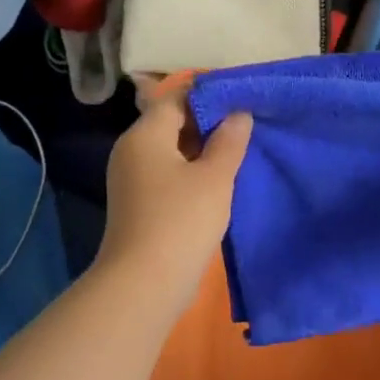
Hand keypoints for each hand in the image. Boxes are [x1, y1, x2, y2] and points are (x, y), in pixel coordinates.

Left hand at [96, 89, 251, 311]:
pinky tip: (219, 182)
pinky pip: (168, 174)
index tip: (243, 100)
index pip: (176, 98)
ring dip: (203, 150)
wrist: (144, 283)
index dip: (210, 96)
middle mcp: (132, 151)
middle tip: (247, 126)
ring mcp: (132, 179)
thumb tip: (239, 113)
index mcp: (144, 135)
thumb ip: (229, 140)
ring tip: (239, 152)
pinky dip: (192, 172)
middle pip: (172, 123)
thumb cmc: (181, 220)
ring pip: (172, 151)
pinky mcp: (139, 204)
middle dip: (209, 123)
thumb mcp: (214, 177)